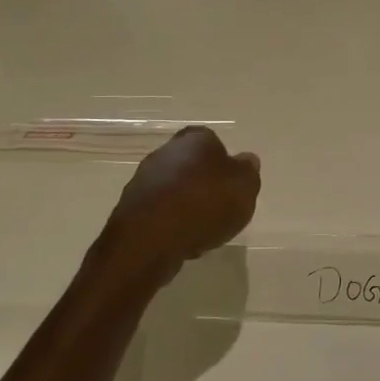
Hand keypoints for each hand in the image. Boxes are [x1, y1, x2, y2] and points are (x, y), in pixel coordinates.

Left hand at [94, 126, 260, 287]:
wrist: (150, 239)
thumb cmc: (204, 204)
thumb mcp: (244, 187)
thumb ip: (248, 172)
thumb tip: (247, 160)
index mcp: (195, 139)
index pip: (212, 141)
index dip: (224, 162)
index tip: (233, 184)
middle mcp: (166, 152)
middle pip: (191, 164)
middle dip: (204, 183)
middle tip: (221, 207)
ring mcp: (144, 180)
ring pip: (174, 189)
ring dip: (187, 205)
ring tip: (203, 230)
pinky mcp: (131, 209)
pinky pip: (160, 213)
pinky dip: (172, 223)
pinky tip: (182, 242)